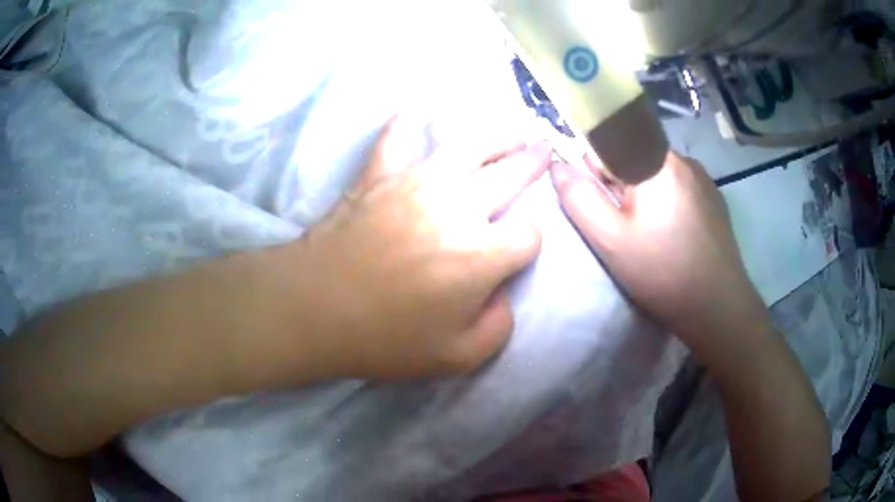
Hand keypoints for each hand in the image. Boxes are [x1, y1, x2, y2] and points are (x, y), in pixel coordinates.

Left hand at [297, 116, 551, 378]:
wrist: (313, 309)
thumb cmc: (384, 338)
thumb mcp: (457, 358)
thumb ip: (498, 327)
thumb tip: (501, 291)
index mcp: (480, 255)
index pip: (528, 234)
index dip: (528, 242)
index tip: (517, 249)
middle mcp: (457, 206)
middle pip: (510, 173)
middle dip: (533, 163)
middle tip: (545, 150)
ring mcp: (415, 181)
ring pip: (468, 144)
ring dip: (496, 135)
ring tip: (512, 130)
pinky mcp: (379, 174)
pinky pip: (396, 137)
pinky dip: (407, 120)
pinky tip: (417, 106)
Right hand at [550, 153, 769, 353]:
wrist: (717, 305)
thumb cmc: (662, 272)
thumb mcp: (610, 240)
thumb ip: (579, 198)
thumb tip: (558, 166)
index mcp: (654, 161)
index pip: (609, 138)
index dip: (595, 166)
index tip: (599, 198)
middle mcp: (681, 158)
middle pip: (634, 153)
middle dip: (620, 181)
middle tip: (624, 224)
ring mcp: (702, 176)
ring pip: (656, 169)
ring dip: (644, 190)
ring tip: (651, 232)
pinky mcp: (714, 195)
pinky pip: (678, 183)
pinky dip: (666, 198)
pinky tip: (673, 232)